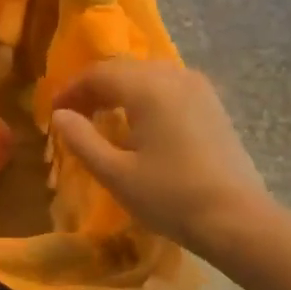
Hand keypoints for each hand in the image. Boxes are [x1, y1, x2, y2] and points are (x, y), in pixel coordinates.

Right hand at [49, 58, 271, 251]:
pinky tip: (138, 124)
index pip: (99, 74)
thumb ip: (82, 140)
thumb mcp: (116, 174)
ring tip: (102, 117)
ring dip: (120, 91)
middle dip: (94, 88)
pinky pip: (168, 88)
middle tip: (73, 114)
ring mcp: (199, 89)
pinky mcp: (212, 106)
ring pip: (148, 76)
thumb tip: (59, 115)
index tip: (53, 112)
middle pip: (124, 69)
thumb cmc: (170, 197)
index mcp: (149, 88)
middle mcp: (175, 77)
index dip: (71, 90)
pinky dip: (145, 97)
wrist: (237, 219)